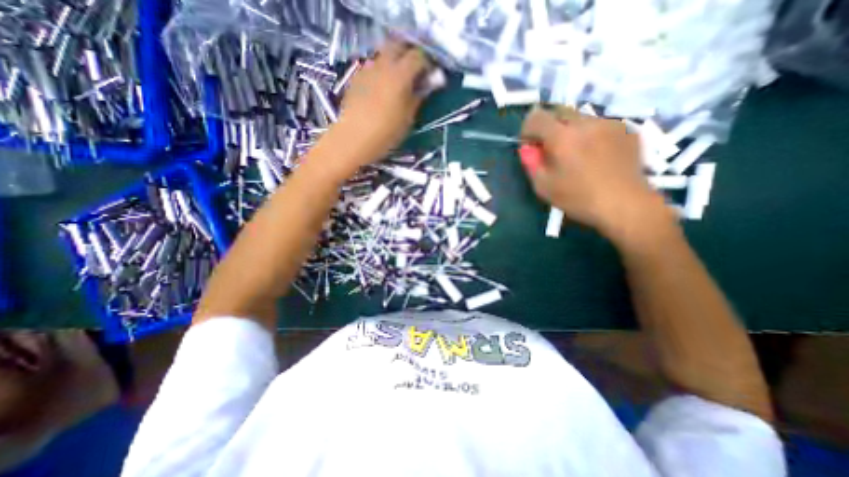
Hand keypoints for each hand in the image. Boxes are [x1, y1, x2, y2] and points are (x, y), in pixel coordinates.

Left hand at [328, 39, 432, 168]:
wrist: (353, 139)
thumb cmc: (385, 132)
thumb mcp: (408, 118)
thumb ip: (419, 96)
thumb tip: (432, 81)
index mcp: (399, 75)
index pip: (418, 56)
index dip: (427, 63)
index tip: (430, 75)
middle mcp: (383, 64)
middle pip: (398, 46)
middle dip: (409, 55)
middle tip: (415, 73)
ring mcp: (367, 69)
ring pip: (384, 55)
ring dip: (394, 62)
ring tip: (398, 82)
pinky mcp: (356, 77)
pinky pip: (372, 66)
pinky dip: (381, 71)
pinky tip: (381, 89)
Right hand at [518, 108, 677, 240]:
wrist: (625, 204)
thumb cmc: (578, 198)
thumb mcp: (543, 186)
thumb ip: (531, 163)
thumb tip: (526, 148)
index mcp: (562, 137)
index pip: (536, 116)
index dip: (527, 128)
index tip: (530, 145)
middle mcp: (585, 123)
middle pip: (559, 111)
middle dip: (548, 127)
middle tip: (550, 149)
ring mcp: (609, 123)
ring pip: (580, 117)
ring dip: (570, 131)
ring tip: (575, 154)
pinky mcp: (625, 129)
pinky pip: (599, 125)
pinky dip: (589, 135)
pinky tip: (595, 156)